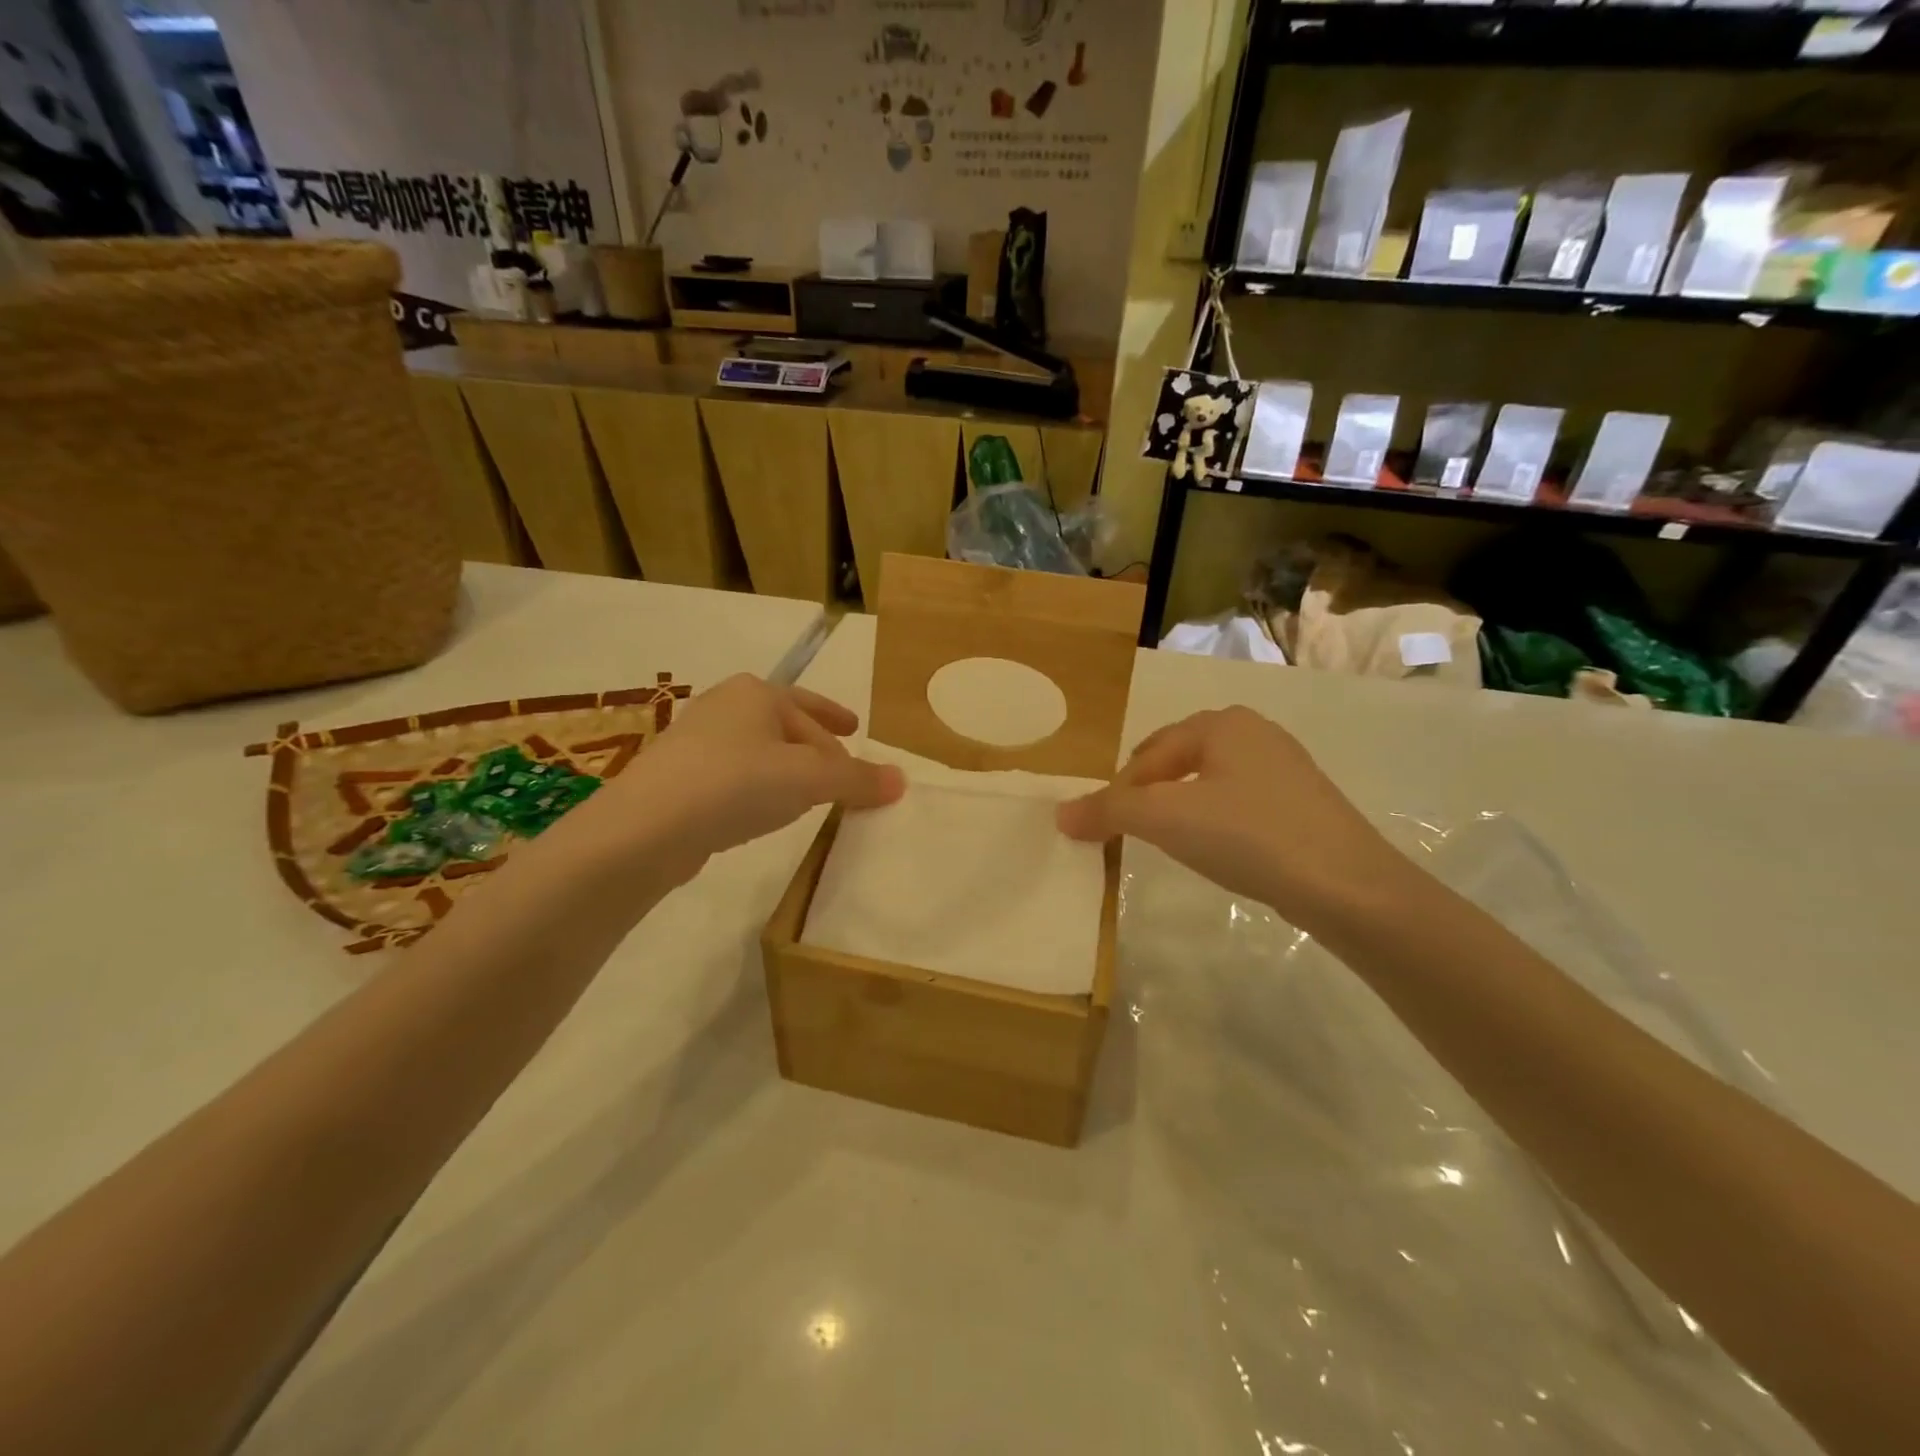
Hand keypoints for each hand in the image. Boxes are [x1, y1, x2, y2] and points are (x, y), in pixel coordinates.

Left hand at [588, 675, 903, 880]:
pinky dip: (756, 786)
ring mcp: (695, 740)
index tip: (856, 733)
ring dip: (785, 768)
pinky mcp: (677, 778)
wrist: (646, 827)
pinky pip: (733, 775)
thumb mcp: (810, 779)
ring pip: (757, 750)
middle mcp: (724, 706)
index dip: (838, 722)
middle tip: (838, 770)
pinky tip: (760, 811)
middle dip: (813, 745)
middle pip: (784, 724)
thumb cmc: (737, 784)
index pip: (812, 708)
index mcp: (757, 693)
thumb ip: (858, 778)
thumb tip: (902, 780)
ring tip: (805, 792)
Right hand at [1056, 706, 1400, 924]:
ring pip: (1209, 782)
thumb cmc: (1248, 836)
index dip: (1118, 791)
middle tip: (1129, 832)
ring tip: (1167, 841)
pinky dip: (1215, 820)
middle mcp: (1254, 733)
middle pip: (1177, 761)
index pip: (1148, 754)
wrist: (1348, 886)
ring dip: (1179, 807)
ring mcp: (1285, 767)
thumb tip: (1060, 814)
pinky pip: (1239, 802)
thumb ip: (1109, 812)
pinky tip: (1217, 848)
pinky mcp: (1303, 802)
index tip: (1101, 830)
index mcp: (1221, 724)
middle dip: (1147, 794)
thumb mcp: (1166, 820)